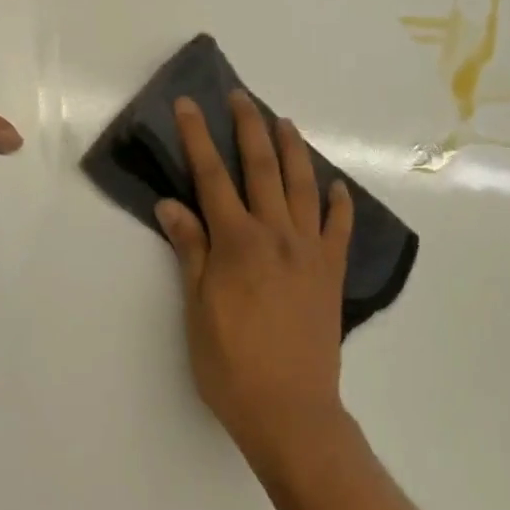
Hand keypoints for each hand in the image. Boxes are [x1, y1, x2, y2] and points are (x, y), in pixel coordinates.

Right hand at [155, 90, 355, 466]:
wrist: (291, 411)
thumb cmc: (232, 364)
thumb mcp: (197, 308)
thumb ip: (190, 250)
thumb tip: (170, 203)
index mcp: (237, 241)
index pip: (212, 176)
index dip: (197, 137)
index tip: (189, 104)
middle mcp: (276, 234)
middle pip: (262, 168)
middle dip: (248, 127)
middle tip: (240, 97)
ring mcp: (309, 251)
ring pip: (302, 186)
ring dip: (293, 150)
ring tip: (285, 122)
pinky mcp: (331, 272)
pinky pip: (339, 229)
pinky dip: (338, 204)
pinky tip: (336, 187)